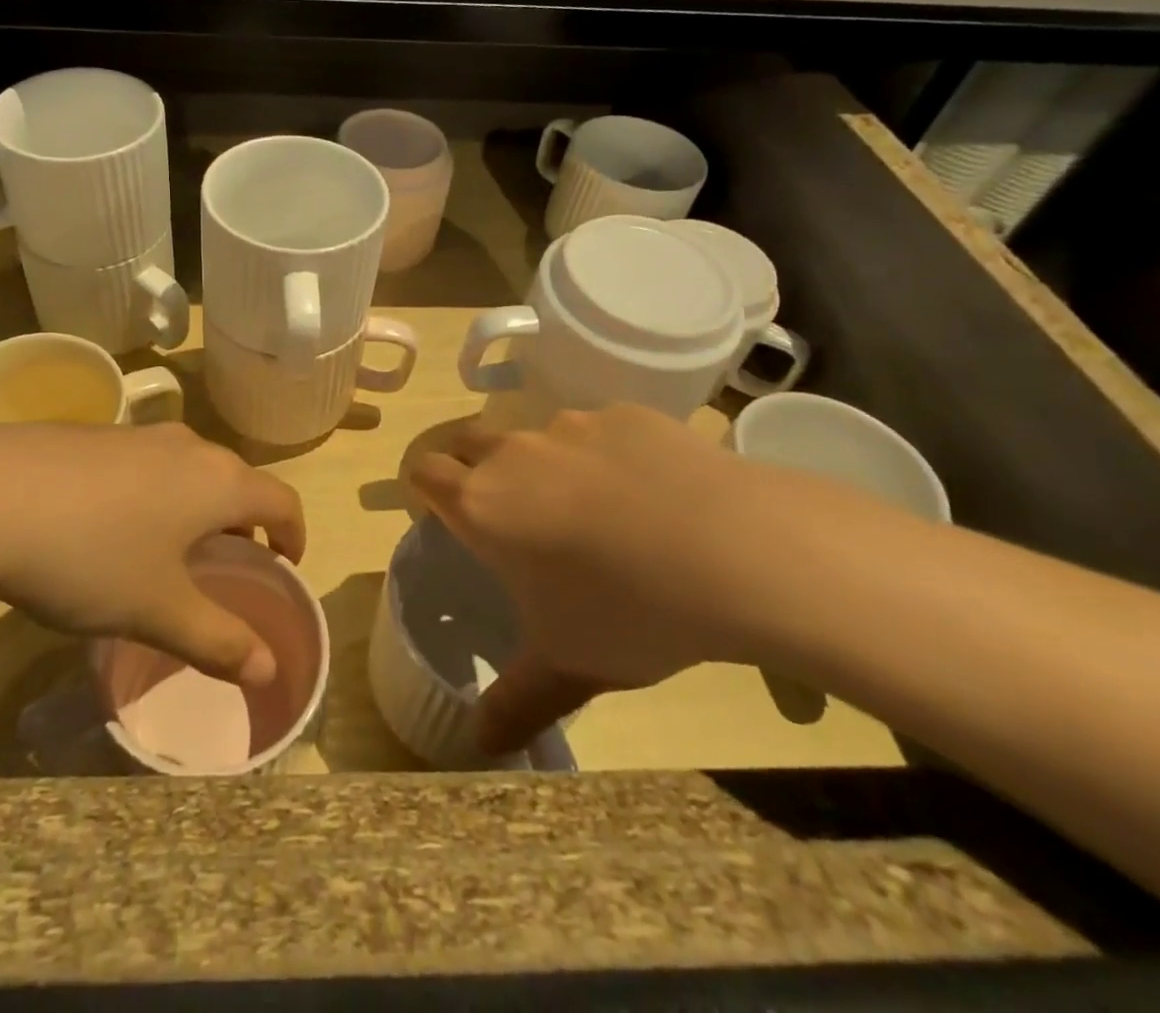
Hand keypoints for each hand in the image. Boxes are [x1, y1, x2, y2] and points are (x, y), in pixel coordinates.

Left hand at [0, 422, 304, 689]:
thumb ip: (218, 641)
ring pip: (190, 470)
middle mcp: (189, 446)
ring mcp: (139, 434)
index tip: (285, 567)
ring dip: (197, 507)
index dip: (294, 536)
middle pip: (236, 481)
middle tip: (227, 566)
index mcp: (219, 482)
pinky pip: (147, 464)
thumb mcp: (158, 611)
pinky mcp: (95, 434)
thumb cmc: (92, 556)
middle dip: (244, 523)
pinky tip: (111, 527)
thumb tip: (268, 670)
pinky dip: (155, 493)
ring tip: (170, 550)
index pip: (283, 501)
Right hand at [408, 405, 769, 755]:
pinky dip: (607, 454)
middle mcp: (514, 453)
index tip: (444, 512)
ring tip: (596, 511)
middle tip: (515, 515)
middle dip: (477, 469)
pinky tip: (653, 494)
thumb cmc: (629, 613)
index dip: (424, 487)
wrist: (736, 551)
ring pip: (536, 435)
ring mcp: (571, 426)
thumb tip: (478, 745)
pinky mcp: (625, 414)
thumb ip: (515, 701)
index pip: (423, 472)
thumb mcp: (568, 667)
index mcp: (483, 505)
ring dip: (545, 463)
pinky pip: (599, 430)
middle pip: (469, 441)